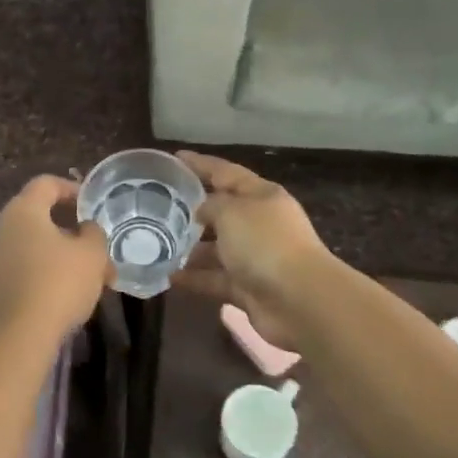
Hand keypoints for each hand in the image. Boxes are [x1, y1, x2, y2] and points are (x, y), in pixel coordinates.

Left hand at [0, 176, 110, 342]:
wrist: (17, 338)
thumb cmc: (58, 284)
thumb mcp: (92, 254)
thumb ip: (93, 232)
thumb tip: (85, 228)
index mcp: (22, 210)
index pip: (46, 184)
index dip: (72, 189)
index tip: (92, 206)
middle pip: (38, 216)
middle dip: (70, 229)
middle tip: (95, 247)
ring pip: (31, 245)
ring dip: (59, 254)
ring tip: (89, 277)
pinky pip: (20, 266)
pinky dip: (42, 271)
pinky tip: (64, 293)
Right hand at [175, 152, 331, 352]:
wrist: (299, 300)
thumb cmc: (265, 244)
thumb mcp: (232, 212)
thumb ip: (211, 205)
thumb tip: (201, 212)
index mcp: (262, 196)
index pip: (227, 172)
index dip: (201, 164)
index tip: (175, 157)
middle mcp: (260, 224)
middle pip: (223, 212)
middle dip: (194, 210)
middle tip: (158, 208)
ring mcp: (256, 258)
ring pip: (218, 249)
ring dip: (191, 249)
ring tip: (158, 247)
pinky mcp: (249, 289)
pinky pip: (216, 279)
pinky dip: (195, 278)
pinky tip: (170, 277)